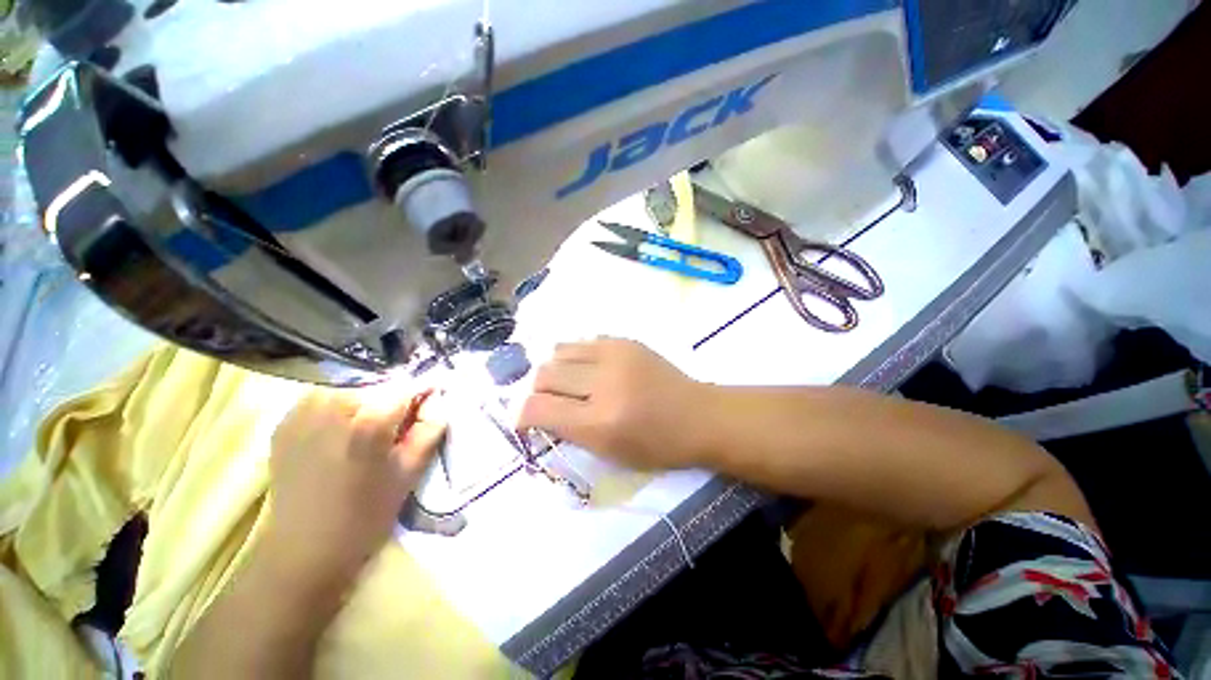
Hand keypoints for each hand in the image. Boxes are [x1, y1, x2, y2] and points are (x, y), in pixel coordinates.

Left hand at [265, 387, 445, 586]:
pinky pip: (326, 399)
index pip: (408, 384)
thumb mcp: (411, 473)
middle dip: (396, 400)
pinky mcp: (286, 421)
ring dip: (369, 403)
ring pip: (353, 389)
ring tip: (371, 433)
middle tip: (400, 428)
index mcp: (369, 420)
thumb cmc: (364, 516)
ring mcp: (303, 410)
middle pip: (379, 384)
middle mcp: (332, 403)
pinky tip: (342, 435)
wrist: (300, 552)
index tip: (432, 403)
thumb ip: (431, 428)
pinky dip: (342, 409)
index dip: (424, 391)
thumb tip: (438, 399)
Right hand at [518, 338, 711, 468]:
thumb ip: (569, 431)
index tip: (525, 420)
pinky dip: (577, 357)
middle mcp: (604, 383)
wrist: (698, 415)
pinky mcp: (625, 341)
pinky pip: (584, 341)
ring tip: (570, 382)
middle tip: (550, 401)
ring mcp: (616, 355)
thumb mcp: (609, 454)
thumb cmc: (656, 446)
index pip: (539, 408)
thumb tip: (538, 411)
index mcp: (600, 422)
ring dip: (556, 369)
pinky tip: (590, 369)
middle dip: (538, 391)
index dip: (522, 415)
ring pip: (559, 351)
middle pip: (544, 374)